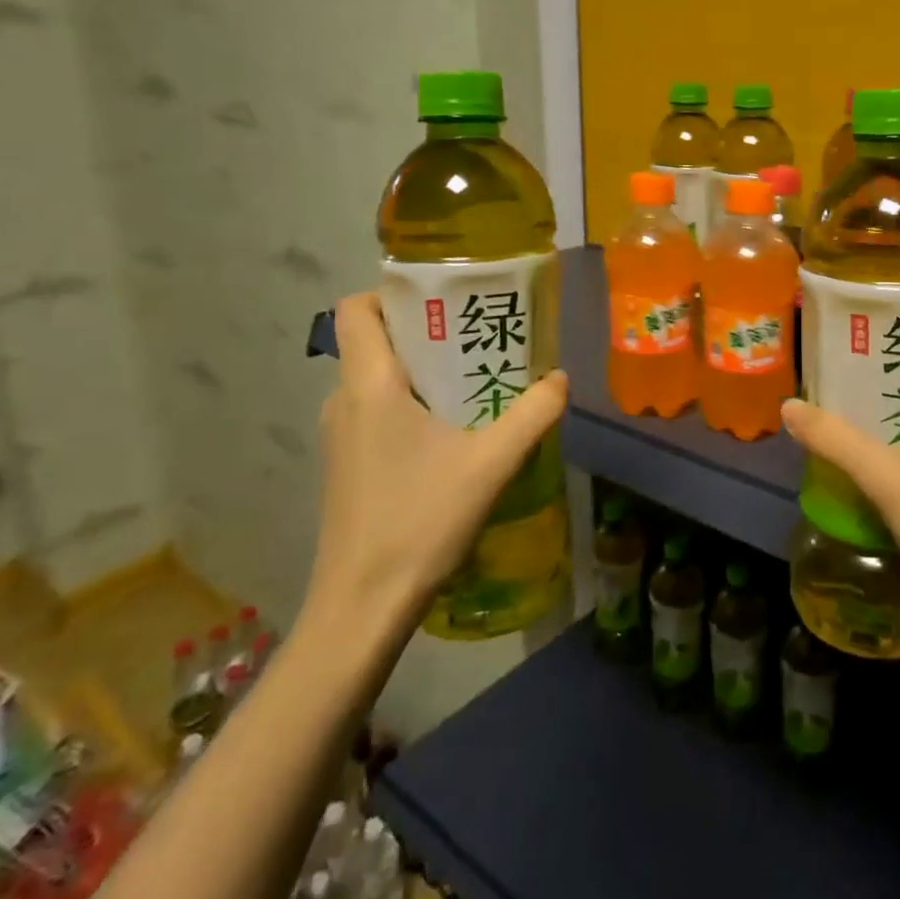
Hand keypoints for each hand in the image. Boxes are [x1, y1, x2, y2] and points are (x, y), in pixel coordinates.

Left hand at [305, 292, 567, 637]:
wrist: (362, 606)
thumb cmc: (420, 521)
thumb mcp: (491, 463)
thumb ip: (532, 414)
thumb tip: (560, 378)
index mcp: (369, 385)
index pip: (357, 309)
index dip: (393, 292)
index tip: (443, 300)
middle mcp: (344, 401)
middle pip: (375, 341)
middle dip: (426, 332)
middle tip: (479, 338)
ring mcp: (340, 437)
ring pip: (378, 380)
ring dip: (422, 373)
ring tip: (475, 383)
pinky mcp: (347, 465)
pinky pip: (376, 412)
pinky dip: (410, 405)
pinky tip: (453, 434)